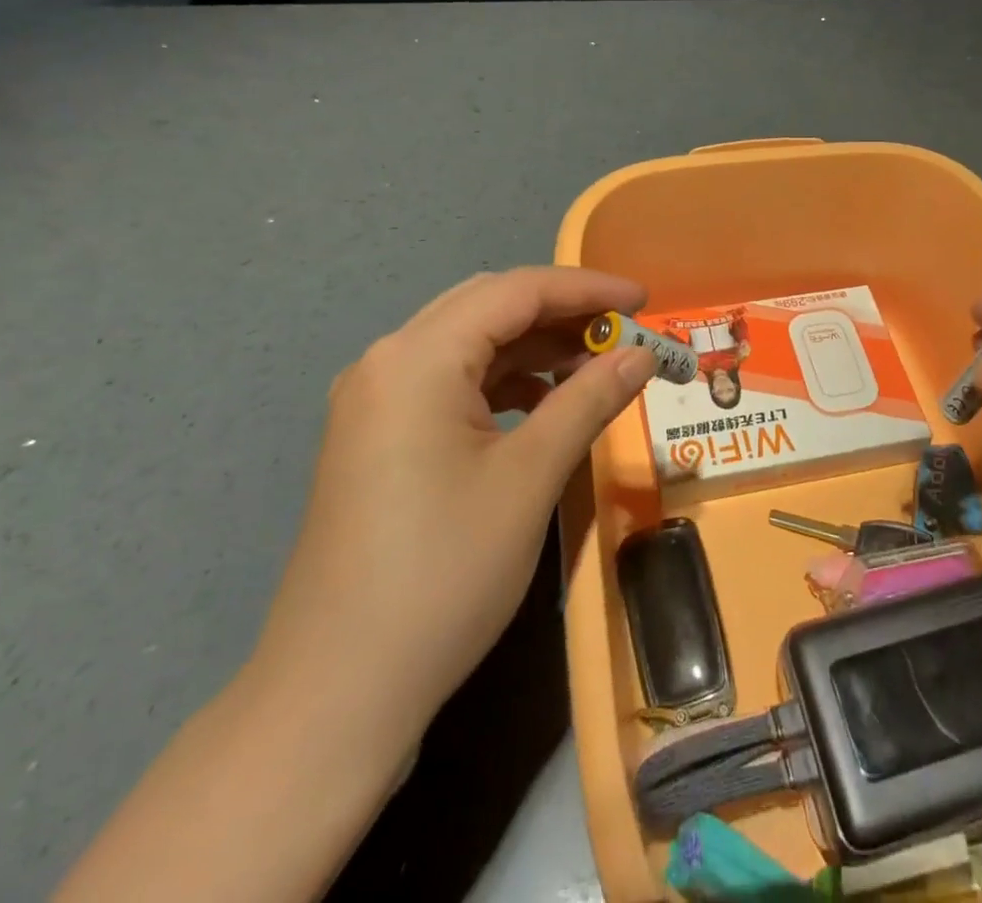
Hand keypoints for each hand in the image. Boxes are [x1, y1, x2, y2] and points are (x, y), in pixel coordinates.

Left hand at [250, 267, 657, 766]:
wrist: (337, 692)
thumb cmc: (443, 574)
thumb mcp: (530, 478)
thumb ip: (589, 400)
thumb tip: (642, 354)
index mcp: (416, 358)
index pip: (515, 291)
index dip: (586, 288)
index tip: (644, 300)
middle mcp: (387, 362)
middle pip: (488, 307)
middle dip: (561, 312)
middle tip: (623, 331)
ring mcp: (375, 401)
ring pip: (469, 344)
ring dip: (534, 347)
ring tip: (594, 367)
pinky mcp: (377, 438)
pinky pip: (450, 382)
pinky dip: (504, 382)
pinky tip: (543, 405)